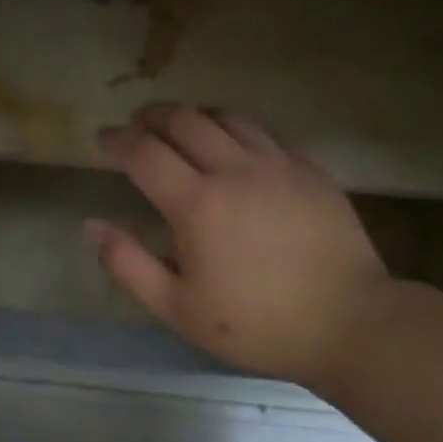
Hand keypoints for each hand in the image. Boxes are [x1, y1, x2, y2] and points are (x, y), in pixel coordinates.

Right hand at [87, 104, 392, 390]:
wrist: (350, 322)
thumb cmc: (257, 325)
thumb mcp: (179, 309)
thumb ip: (129, 264)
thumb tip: (92, 226)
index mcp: (197, 204)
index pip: (144, 153)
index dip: (117, 140)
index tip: (103, 139)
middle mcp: (235, 170)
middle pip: (185, 120)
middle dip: (152, 117)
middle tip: (138, 127)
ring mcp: (278, 165)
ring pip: (228, 118)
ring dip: (195, 117)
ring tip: (182, 131)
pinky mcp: (310, 170)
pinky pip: (265, 134)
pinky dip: (238, 131)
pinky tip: (237, 149)